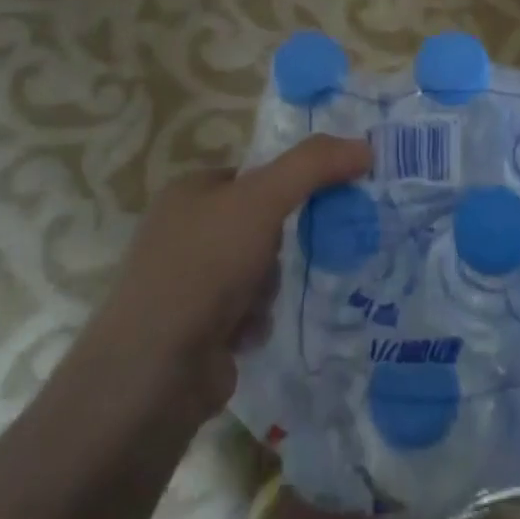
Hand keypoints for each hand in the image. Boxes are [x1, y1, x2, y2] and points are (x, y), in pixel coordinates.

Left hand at [69, 136, 371, 432]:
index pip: (254, 175)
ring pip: (258, 268)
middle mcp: (181, 232)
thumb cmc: (205, 266)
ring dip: (268, 286)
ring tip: (256, 304)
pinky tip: (244, 334)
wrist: (154, 372)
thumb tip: (366, 146)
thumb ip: (315, 165)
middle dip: (276, 247)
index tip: (317, 203)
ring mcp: (183, 283)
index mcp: (188, 191)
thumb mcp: (264, 199)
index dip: (287, 187)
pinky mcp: (192, 329)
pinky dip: (254, 319)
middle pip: (260, 224)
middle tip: (281, 258)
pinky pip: (246, 309)